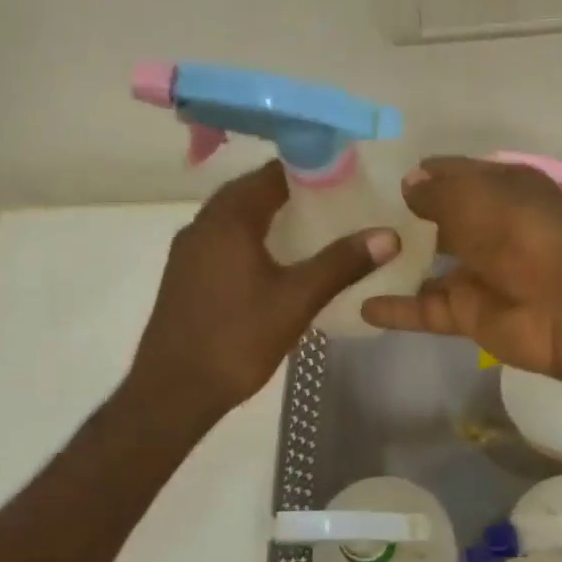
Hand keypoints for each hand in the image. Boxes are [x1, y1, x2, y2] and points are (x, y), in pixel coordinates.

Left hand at [130, 162, 398, 418]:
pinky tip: (274, 262)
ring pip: (232, 217)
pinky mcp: (183, 274)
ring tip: (310, 228)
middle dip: (290, 192)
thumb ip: (341, 263)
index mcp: (228, 219)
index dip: (309, 170)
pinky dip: (249, 237)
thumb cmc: (237, 339)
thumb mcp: (296, 300)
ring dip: (267, 215)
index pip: (271, 174)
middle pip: (250, 191)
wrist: (173, 390)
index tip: (344, 177)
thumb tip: (388, 235)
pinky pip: (221, 239)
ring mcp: (188, 250)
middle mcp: (202, 224)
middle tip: (334, 202)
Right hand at [360, 157, 561, 379]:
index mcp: (499, 189)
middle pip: (437, 221)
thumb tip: (407, 183)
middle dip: (401, 219)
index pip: (451, 175)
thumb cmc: (526, 234)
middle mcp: (488, 228)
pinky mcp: (469, 315)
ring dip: (394, 264)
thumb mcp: (476, 198)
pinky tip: (358, 303)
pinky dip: (396, 309)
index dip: (418, 175)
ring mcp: (478, 273)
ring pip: (426, 266)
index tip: (371, 177)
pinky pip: (425, 309)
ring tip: (345, 258)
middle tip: (347, 217)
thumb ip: (436, 192)